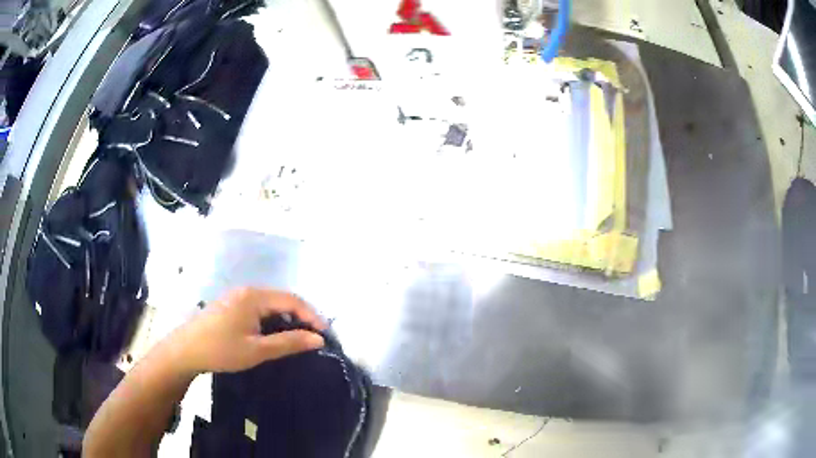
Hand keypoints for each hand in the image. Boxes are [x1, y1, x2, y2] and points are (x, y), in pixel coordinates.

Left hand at [170, 288, 326, 373]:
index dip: (312, 316)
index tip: (325, 335)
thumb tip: (318, 339)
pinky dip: (272, 320)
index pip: (292, 300)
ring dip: (286, 319)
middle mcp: (247, 290)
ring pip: (270, 304)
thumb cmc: (222, 350)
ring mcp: (237, 296)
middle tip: (313, 338)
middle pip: (282, 299)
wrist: (185, 350)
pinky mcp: (230, 305)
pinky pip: (259, 308)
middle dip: (300, 317)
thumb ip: (289, 343)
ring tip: (296, 339)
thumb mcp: (257, 350)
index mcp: (254, 296)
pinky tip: (272, 335)